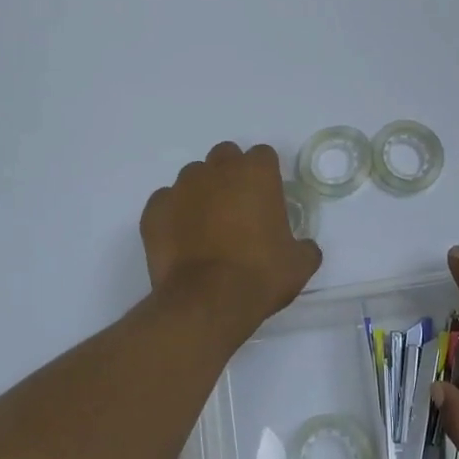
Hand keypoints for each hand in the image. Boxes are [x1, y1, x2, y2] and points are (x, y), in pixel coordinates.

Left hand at [141, 142, 321, 325]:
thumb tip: (304, 247)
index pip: (263, 155)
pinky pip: (166, 202)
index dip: (266, 176)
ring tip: (207, 227)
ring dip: (202, 192)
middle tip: (238, 208)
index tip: (268, 200)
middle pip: (225, 156)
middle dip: (232, 174)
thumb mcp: (299, 265)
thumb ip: (304, 247)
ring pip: (193, 177)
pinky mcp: (154, 210)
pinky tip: (181, 239)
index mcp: (255, 173)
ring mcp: (180, 188)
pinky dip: (174, 214)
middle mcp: (216, 170)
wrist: (205, 302)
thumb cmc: (259, 275)